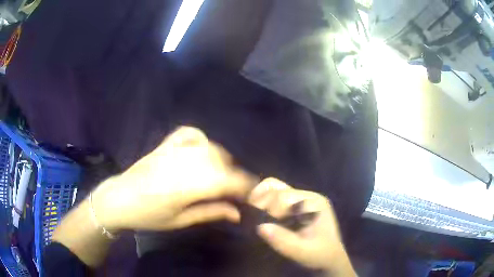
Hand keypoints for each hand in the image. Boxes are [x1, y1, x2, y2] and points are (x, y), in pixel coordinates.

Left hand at [93, 127, 255, 230]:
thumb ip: (211, 213)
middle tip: (237, 189)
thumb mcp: (180, 221)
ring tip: (223, 173)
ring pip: (209, 147)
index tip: (253, 193)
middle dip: (235, 175)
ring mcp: (173, 150)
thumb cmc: (149, 216)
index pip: (226, 180)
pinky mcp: (165, 144)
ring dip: (222, 159)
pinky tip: (204, 149)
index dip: (244, 185)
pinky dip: (201, 139)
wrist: (119, 199)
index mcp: (186, 187)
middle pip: (221, 162)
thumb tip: (238, 213)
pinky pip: (189, 133)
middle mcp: (182, 163)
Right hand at [248, 178, 354, 275]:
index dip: (270, 210)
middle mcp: (307, 196)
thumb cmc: (319, 254)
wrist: (328, 258)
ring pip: (274, 188)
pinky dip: (263, 201)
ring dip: (260, 200)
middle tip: (254, 220)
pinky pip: (274, 196)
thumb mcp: (303, 251)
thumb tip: (260, 227)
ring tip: (253, 214)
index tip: (262, 226)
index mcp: (314, 203)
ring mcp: (300, 199)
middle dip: (263, 203)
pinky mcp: (293, 206)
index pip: (285, 197)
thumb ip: (284, 240)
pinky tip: (258, 213)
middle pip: (277, 189)